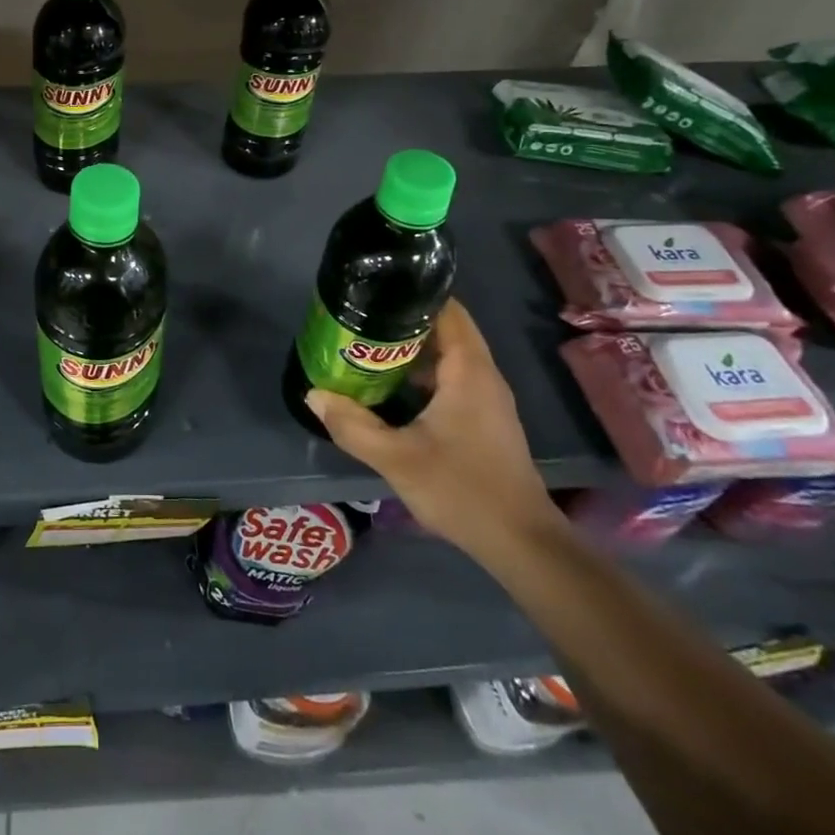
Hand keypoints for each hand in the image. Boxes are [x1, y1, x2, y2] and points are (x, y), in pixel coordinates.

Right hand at [306, 300, 559, 558]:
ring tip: (367, 348)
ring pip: (448, 356)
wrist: (520, 542)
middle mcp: (483, 375)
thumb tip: (314, 394)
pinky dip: (424, 373)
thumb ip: (351, 425)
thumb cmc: (461, 489)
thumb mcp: (395, 458)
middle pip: (445, 329)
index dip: (412, 295)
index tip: (375, 292)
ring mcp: (487, 399)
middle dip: (403, 321)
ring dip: (412, 349)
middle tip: (360, 320)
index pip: (447, 310)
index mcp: (468, 371)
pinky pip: (452, 379)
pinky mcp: (485, 419)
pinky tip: (392, 388)